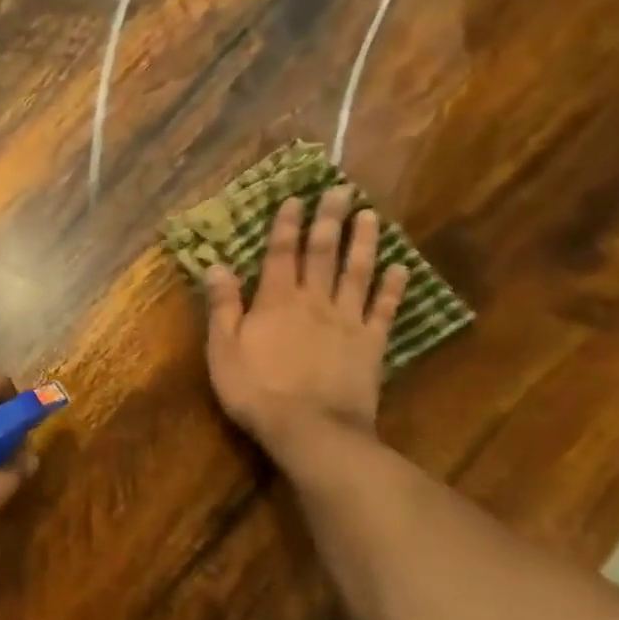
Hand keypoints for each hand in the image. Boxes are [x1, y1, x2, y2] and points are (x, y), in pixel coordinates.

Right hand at [203, 186, 408, 453]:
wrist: (310, 430)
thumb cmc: (257, 391)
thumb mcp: (223, 350)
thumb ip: (223, 306)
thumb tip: (216, 265)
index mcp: (276, 301)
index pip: (281, 253)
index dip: (287, 225)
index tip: (295, 199)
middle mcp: (314, 301)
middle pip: (322, 253)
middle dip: (329, 220)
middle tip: (340, 190)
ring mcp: (347, 320)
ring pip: (357, 272)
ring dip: (363, 242)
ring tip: (370, 215)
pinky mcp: (371, 343)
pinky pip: (385, 309)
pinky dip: (394, 287)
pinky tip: (401, 268)